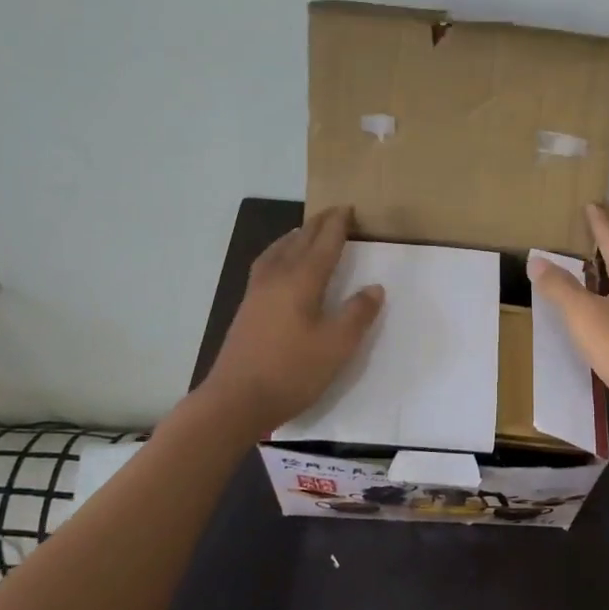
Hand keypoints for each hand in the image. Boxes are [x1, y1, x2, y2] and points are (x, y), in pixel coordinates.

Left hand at [201, 207, 383, 432]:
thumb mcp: (336, 346)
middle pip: (299, 242)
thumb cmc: (291, 372)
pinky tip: (279, 266)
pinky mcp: (246, 309)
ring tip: (305, 231)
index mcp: (301, 281)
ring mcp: (257, 293)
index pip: (324, 244)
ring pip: (278, 251)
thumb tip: (374, 287)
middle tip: (333, 213)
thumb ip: (357, 314)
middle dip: (318, 225)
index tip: (348, 208)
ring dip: (295, 237)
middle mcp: (277, 278)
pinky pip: (266, 265)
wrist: (235, 401)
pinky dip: (279, 253)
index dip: (337, 226)